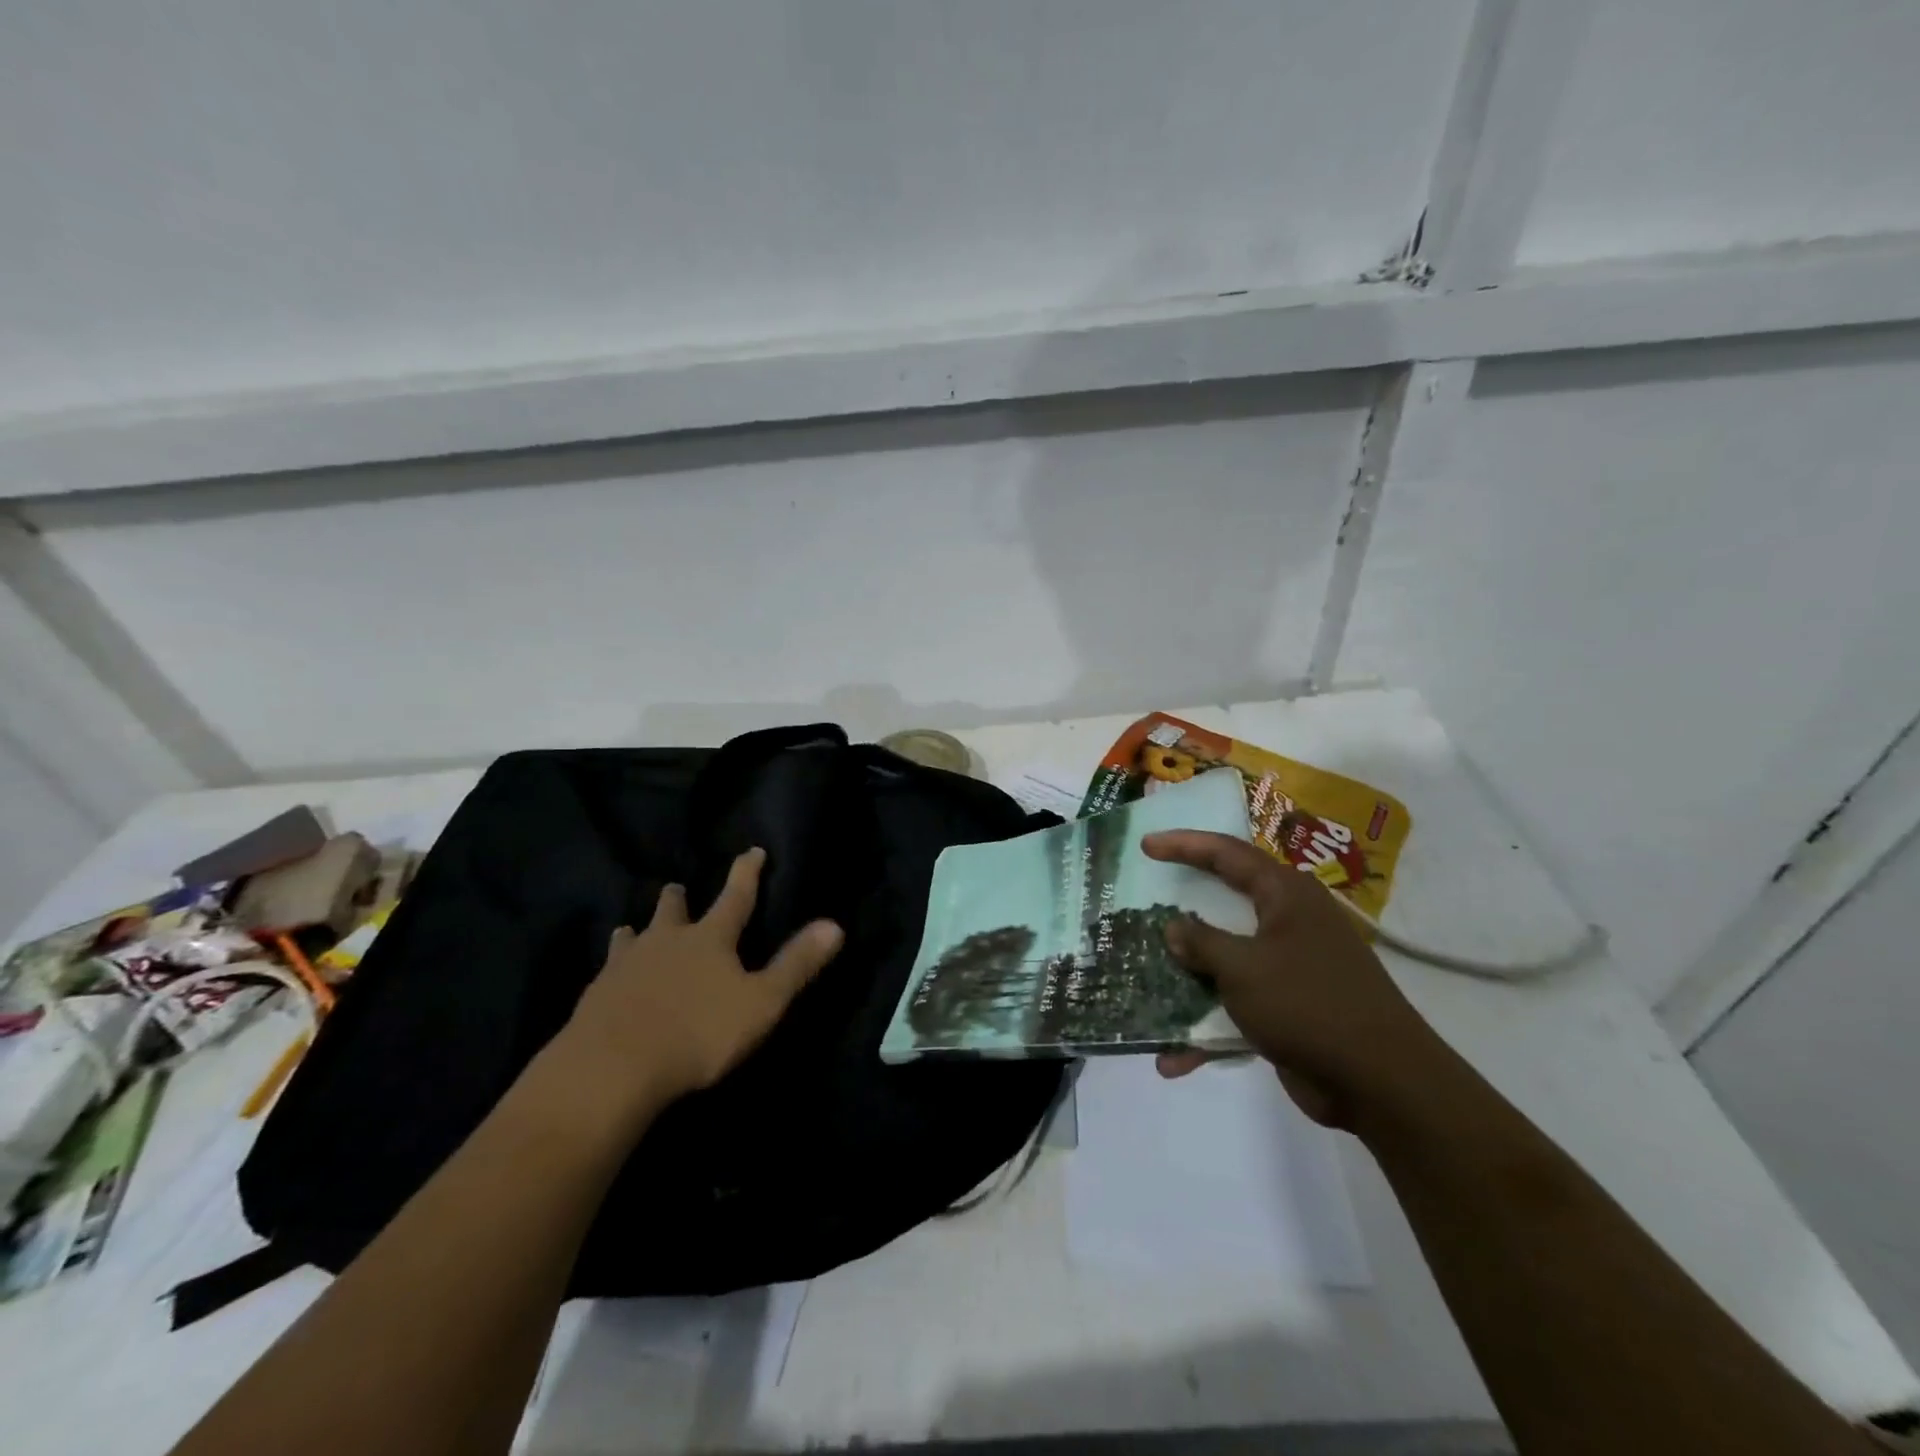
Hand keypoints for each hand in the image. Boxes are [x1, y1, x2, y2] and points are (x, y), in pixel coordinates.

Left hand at [559, 848, 843, 1106]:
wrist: (612, 1069)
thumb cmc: (698, 1032)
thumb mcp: (761, 1002)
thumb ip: (796, 964)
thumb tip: (835, 924)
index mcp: (709, 939)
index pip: (735, 897)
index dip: (747, 873)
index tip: (752, 850)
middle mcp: (666, 941)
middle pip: (672, 909)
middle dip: (678, 898)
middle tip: (677, 888)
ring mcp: (625, 965)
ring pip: (633, 935)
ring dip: (638, 930)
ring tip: (633, 928)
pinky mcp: (596, 994)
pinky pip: (607, 970)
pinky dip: (614, 966)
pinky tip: (608, 977)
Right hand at [1142, 830, 1460, 1131]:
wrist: (1382, 1085)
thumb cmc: (1309, 1005)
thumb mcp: (1244, 968)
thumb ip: (1202, 942)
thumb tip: (1173, 927)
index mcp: (1285, 896)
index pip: (1226, 854)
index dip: (1184, 845)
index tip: (1146, 845)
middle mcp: (1289, 923)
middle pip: (1224, 903)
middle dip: (1183, 908)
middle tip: (1144, 901)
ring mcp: (1290, 967)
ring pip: (1226, 959)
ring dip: (1188, 978)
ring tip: (1143, 981)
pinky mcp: (1289, 1009)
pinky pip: (1236, 1006)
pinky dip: (1207, 1028)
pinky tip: (1172, 1060)